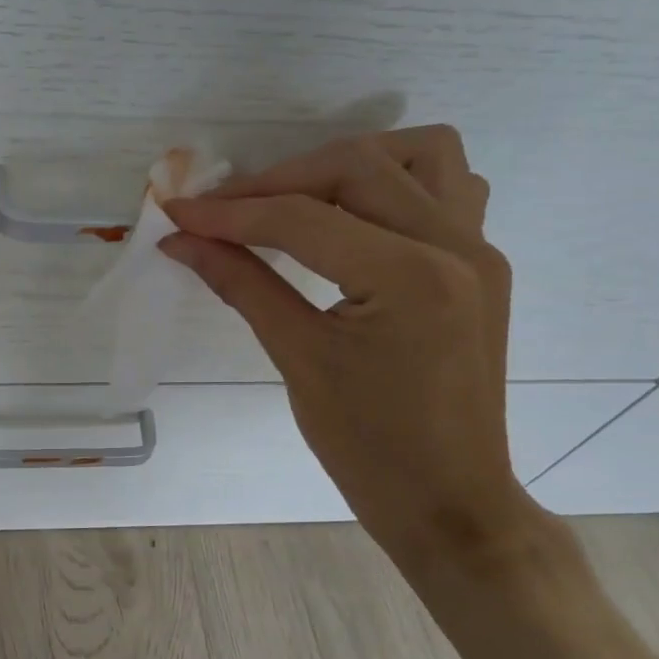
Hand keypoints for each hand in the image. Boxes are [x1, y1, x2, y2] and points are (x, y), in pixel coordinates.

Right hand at [163, 126, 540, 574]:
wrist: (450, 504)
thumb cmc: (369, 448)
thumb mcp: (297, 359)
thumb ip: (239, 283)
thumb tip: (181, 240)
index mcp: (410, 277)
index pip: (301, 218)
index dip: (230, 212)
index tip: (177, 211)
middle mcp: (455, 245)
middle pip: (355, 166)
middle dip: (276, 181)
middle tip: (222, 213)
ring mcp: (479, 250)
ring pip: (417, 155)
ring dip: (347, 163)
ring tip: (295, 199)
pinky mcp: (481, 264)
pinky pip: (448, 188)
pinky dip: (396, 182)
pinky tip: (356, 216)